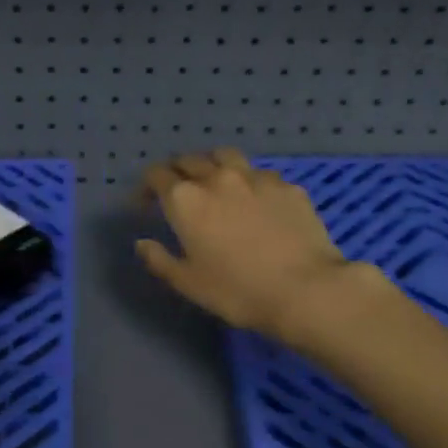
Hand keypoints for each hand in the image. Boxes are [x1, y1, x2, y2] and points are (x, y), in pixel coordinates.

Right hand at [137, 149, 361, 342]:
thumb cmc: (237, 291)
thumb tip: (142, 243)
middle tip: (175, 191)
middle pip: (189, 160)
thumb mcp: (188, 283)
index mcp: (186, 199)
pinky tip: (253, 200)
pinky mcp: (287, 186)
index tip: (144, 205)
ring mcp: (256, 177)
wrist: (305, 290)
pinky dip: (247, 181)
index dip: (145, 187)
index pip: (156, 176)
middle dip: (176, 171)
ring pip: (225, 156)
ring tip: (213, 183)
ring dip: (211, 165)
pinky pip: (259, 174)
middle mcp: (217, 178)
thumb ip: (159, 259)